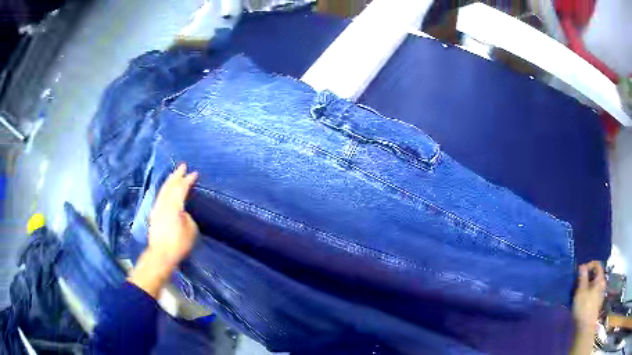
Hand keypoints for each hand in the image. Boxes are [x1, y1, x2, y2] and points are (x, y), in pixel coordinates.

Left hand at [147, 163, 198, 267]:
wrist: (161, 254)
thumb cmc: (178, 243)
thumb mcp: (191, 229)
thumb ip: (188, 216)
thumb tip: (183, 212)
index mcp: (174, 205)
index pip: (181, 188)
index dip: (188, 180)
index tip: (195, 173)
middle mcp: (163, 204)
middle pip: (170, 185)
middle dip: (177, 175)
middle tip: (183, 166)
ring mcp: (157, 209)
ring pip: (163, 190)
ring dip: (169, 181)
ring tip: (174, 175)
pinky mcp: (154, 215)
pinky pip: (160, 197)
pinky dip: (165, 190)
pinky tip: (166, 191)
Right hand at [572, 261, 605, 333]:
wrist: (585, 328)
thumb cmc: (584, 308)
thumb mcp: (581, 292)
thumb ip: (582, 278)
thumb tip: (582, 266)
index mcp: (600, 279)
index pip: (597, 264)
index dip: (589, 265)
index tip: (580, 272)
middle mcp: (602, 284)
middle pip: (596, 275)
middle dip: (587, 278)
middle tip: (578, 284)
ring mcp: (600, 295)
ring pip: (595, 286)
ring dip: (587, 287)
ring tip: (579, 295)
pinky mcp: (597, 304)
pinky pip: (594, 294)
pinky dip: (588, 295)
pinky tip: (582, 303)